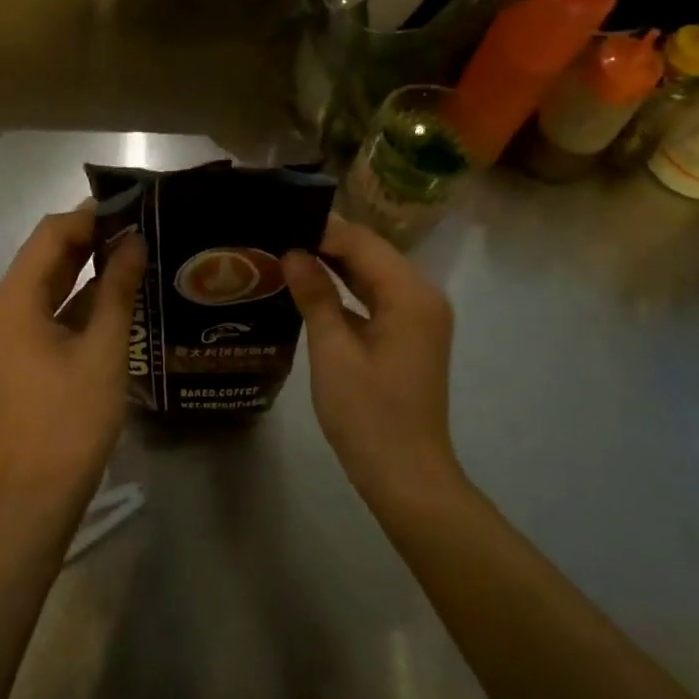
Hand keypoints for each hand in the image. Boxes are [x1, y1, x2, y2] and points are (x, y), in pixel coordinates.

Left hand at [0, 207, 145, 505]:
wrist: (41, 486)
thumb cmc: (74, 416)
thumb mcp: (104, 348)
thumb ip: (117, 288)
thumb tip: (134, 242)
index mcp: (13, 301)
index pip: (49, 236)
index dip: (88, 216)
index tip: (130, 206)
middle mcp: (1, 306)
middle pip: (44, 254)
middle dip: (88, 236)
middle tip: (137, 224)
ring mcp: (7, 328)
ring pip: (47, 278)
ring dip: (84, 262)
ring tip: (132, 247)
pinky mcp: (19, 347)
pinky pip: (47, 304)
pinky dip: (77, 293)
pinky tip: (114, 286)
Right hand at [283, 216, 460, 501]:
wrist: (406, 476)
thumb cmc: (368, 414)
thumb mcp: (333, 351)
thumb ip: (315, 295)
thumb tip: (293, 252)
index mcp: (410, 294)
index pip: (362, 242)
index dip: (321, 230)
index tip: (278, 222)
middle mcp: (422, 296)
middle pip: (371, 253)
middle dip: (326, 242)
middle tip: (276, 234)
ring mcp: (419, 317)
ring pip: (372, 274)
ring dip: (334, 264)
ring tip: (285, 252)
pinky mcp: (409, 335)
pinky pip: (375, 297)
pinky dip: (346, 289)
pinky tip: (310, 286)